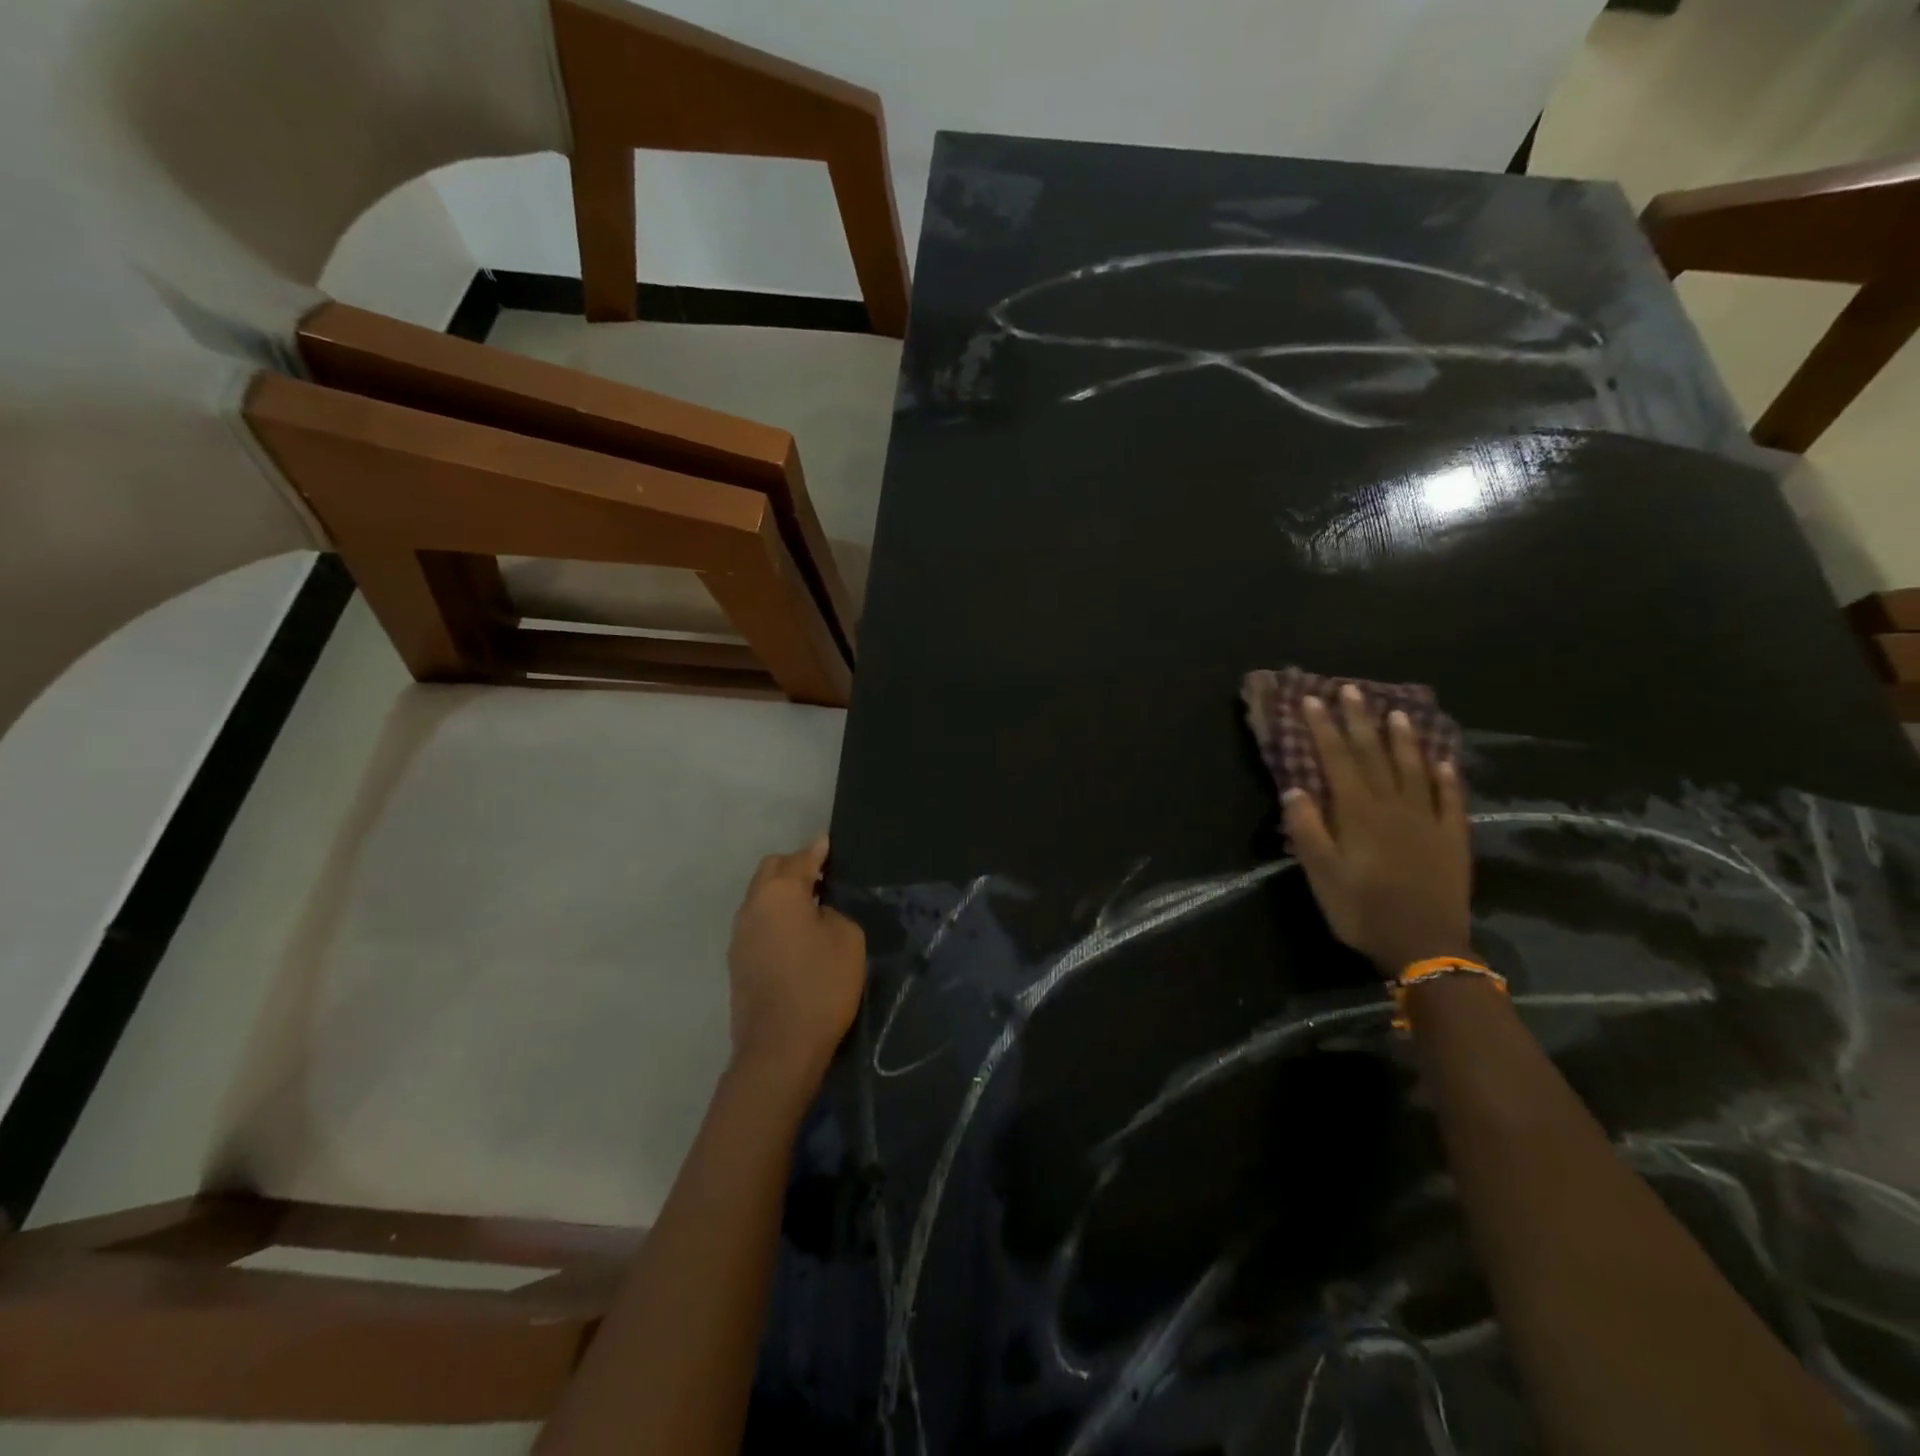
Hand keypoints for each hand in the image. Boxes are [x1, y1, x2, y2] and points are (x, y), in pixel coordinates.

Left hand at [727, 836, 866, 1089]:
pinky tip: (794, 934)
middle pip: (771, 871)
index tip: (827, 843)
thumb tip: (817, 910)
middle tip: (821, 876)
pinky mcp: (737, 962)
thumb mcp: (847, 939)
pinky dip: (774, 918)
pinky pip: (757, 923)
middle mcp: (752, 906)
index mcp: (778, 892)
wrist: (779, 1047)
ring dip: (781, 894)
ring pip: (760, 898)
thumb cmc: (821, 985)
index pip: (800, 859)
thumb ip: (833, 911)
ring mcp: (739, 935)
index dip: (817, 851)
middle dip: (794, 867)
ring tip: (809, 905)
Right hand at [1282, 686, 1472, 977]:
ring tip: (1396, 713)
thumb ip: (1307, 828)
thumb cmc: (1361, 909)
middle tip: (1351, 690)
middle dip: (1359, 721)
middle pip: (1374, 754)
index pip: (1336, 759)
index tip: (1311, 700)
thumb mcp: (1320, 872)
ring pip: (1414, 768)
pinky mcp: (1453, 838)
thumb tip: (1295, 789)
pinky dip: (1446, 777)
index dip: (1322, 728)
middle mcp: (1393, 805)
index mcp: (1358, 811)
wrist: (1425, 945)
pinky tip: (1443, 761)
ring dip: (1403, 739)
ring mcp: (1427, 819)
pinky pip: (1451, 799)